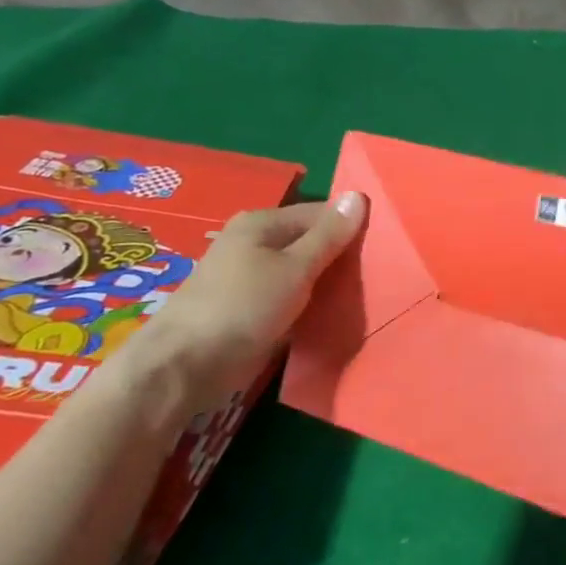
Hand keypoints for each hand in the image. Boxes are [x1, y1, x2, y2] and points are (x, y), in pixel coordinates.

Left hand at [127, 193, 366, 413]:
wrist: (183, 368)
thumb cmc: (242, 308)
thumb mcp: (296, 268)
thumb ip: (329, 235)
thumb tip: (358, 196)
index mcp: (262, 223)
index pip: (322, 213)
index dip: (352, 228)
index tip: (383, 249)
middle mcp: (254, 242)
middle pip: (311, 241)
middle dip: (340, 258)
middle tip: (376, 275)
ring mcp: (249, 276)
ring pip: (302, 272)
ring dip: (326, 283)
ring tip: (361, 295)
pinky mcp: (248, 307)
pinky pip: (290, 296)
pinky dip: (308, 303)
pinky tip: (330, 314)